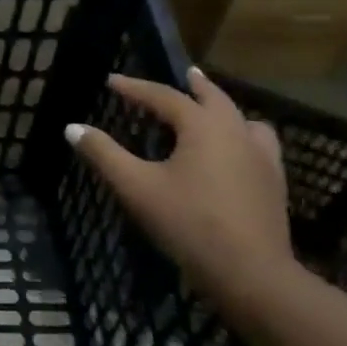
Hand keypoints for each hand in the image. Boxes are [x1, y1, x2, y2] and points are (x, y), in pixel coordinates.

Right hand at [66, 69, 294, 307]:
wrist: (250, 273)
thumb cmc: (188, 223)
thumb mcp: (136, 187)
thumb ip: (104, 154)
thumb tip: (72, 127)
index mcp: (203, 127)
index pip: (164, 96)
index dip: (135, 88)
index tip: (112, 81)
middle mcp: (236, 132)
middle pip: (215, 98)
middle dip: (195, 85)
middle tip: (186, 73)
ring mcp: (262, 158)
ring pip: (244, 120)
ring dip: (225, 109)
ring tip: (213, 112)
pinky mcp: (274, 183)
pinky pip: (260, 145)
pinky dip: (244, 136)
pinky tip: (236, 154)